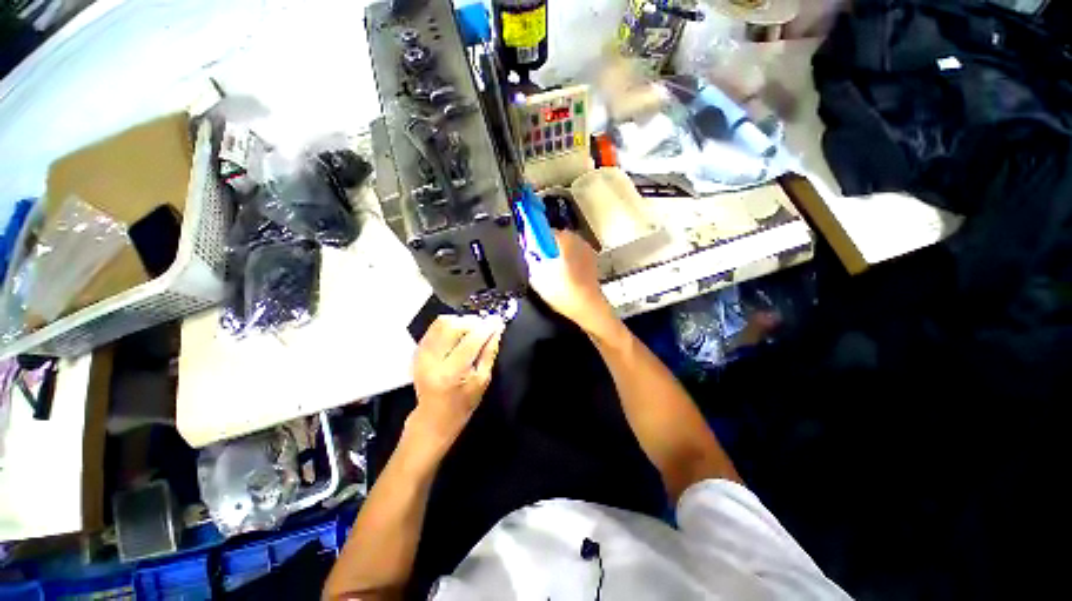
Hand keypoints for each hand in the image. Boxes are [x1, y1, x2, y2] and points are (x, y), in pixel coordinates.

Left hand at [409, 315, 504, 451]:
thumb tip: (497, 329)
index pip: (472, 340)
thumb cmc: (463, 403)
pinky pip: (434, 327)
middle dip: (473, 322)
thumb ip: (489, 352)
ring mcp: (422, 354)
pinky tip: (458, 333)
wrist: (433, 417)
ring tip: (471, 329)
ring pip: (442, 322)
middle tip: (484, 327)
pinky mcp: (418, 351)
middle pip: (454, 326)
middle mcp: (433, 360)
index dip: (486, 327)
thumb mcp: (482, 381)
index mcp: (452, 372)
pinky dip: (449, 325)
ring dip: (461, 321)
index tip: (497, 320)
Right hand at [527, 230, 618, 336]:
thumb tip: (528, 253)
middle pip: (555, 238)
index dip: (534, 240)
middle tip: (540, 265)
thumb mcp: (537, 277)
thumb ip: (530, 261)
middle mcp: (577, 239)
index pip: (543, 230)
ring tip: (553, 273)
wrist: (588, 307)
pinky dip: (569, 262)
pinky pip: (575, 256)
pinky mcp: (593, 260)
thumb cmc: (562, 291)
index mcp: (563, 239)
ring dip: (558, 255)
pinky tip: (565, 277)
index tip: (530, 251)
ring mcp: (587, 249)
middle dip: (547, 248)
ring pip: (566, 247)